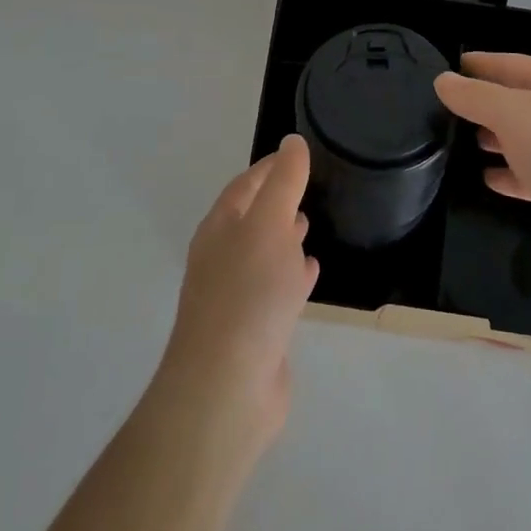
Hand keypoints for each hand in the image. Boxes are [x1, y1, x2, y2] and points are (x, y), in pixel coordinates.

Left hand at [152, 136, 319, 459]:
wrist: (226, 387)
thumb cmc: (248, 293)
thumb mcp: (270, 224)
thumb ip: (284, 182)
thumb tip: (292, 142)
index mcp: (219, 229)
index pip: (244, 185)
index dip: (269, 167)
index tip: (297, 154)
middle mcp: (222, 258)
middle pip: (251, 219)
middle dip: (276, 202)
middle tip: (307, 188)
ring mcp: (235, 296)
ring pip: (262, 255)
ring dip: (283, 238)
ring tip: (309, 225)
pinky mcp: (252, 331)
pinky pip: (274, 290)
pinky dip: (292, 276)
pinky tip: (311, 272)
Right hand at [435, 53, 530, 276]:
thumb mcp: (514, 115)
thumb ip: (475, 96)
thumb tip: (442, 80)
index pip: (509, 63)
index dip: (477, 64)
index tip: (446, 69)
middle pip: (520, 99)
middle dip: (485, 104)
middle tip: (446, 112)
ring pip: (528, 138)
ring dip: (498, 139)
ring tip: (463, 143)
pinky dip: (513, 174)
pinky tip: (488, 180)